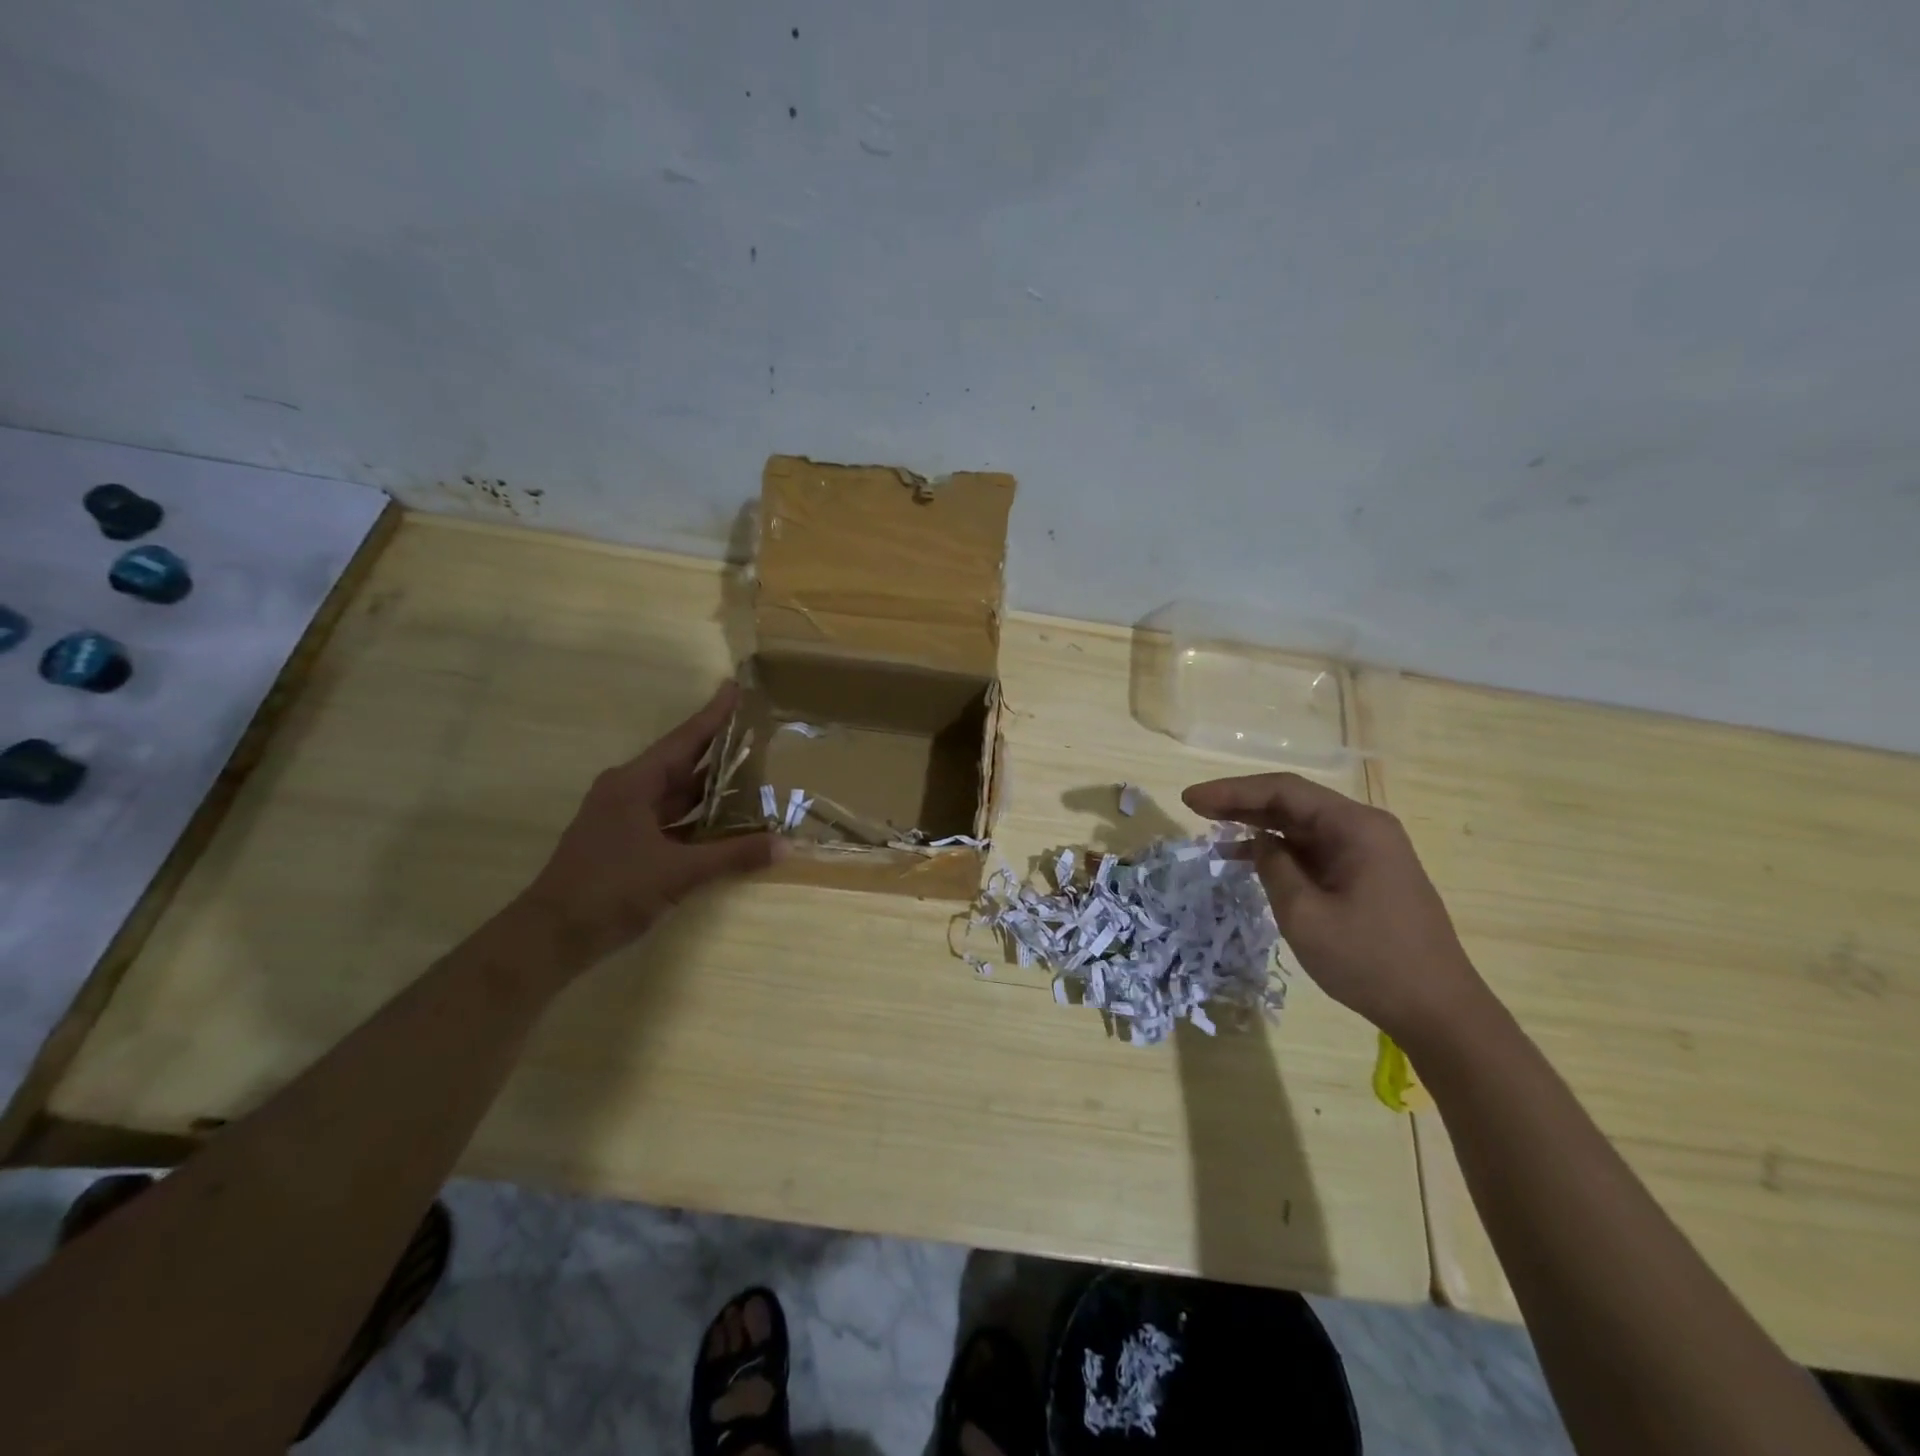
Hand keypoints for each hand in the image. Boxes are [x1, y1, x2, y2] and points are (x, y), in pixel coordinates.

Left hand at [516, 682, 779, 971]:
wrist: (552, 936)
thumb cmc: (611, 890)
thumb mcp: (678, 872)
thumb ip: (733, 856)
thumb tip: (785, 846)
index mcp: (634, 783)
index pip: (684, 740)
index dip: (713, 715)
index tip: (735, 688)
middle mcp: (628, 791)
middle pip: (682, 762)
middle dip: (718, 748)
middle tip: (756, 730)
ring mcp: (624, 817)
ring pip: (676, 793)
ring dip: (710, 786)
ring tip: (752, 771)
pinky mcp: (625, 842)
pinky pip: (670, 818)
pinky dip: (698, 817)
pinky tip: (725, 820)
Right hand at [1182, 772, 1487, 1045]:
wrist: (1438, 1011)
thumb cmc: (1369, 960)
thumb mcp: (1305, 914)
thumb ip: (1274, 867)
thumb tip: (1259, 843)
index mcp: (1355, 827)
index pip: (1283, 791)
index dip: (1232, 791)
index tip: (1190, 799)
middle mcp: (1365, 828)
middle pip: (1293, 803)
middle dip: (1241, 804)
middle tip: (1195, 809)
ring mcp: (1369, 852)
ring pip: (1302, 827)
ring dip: (1258, 827)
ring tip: (1212, 833)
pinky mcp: (1367, 875)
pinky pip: (1315, 850)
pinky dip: (1280, 851)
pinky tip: (1248, 859)